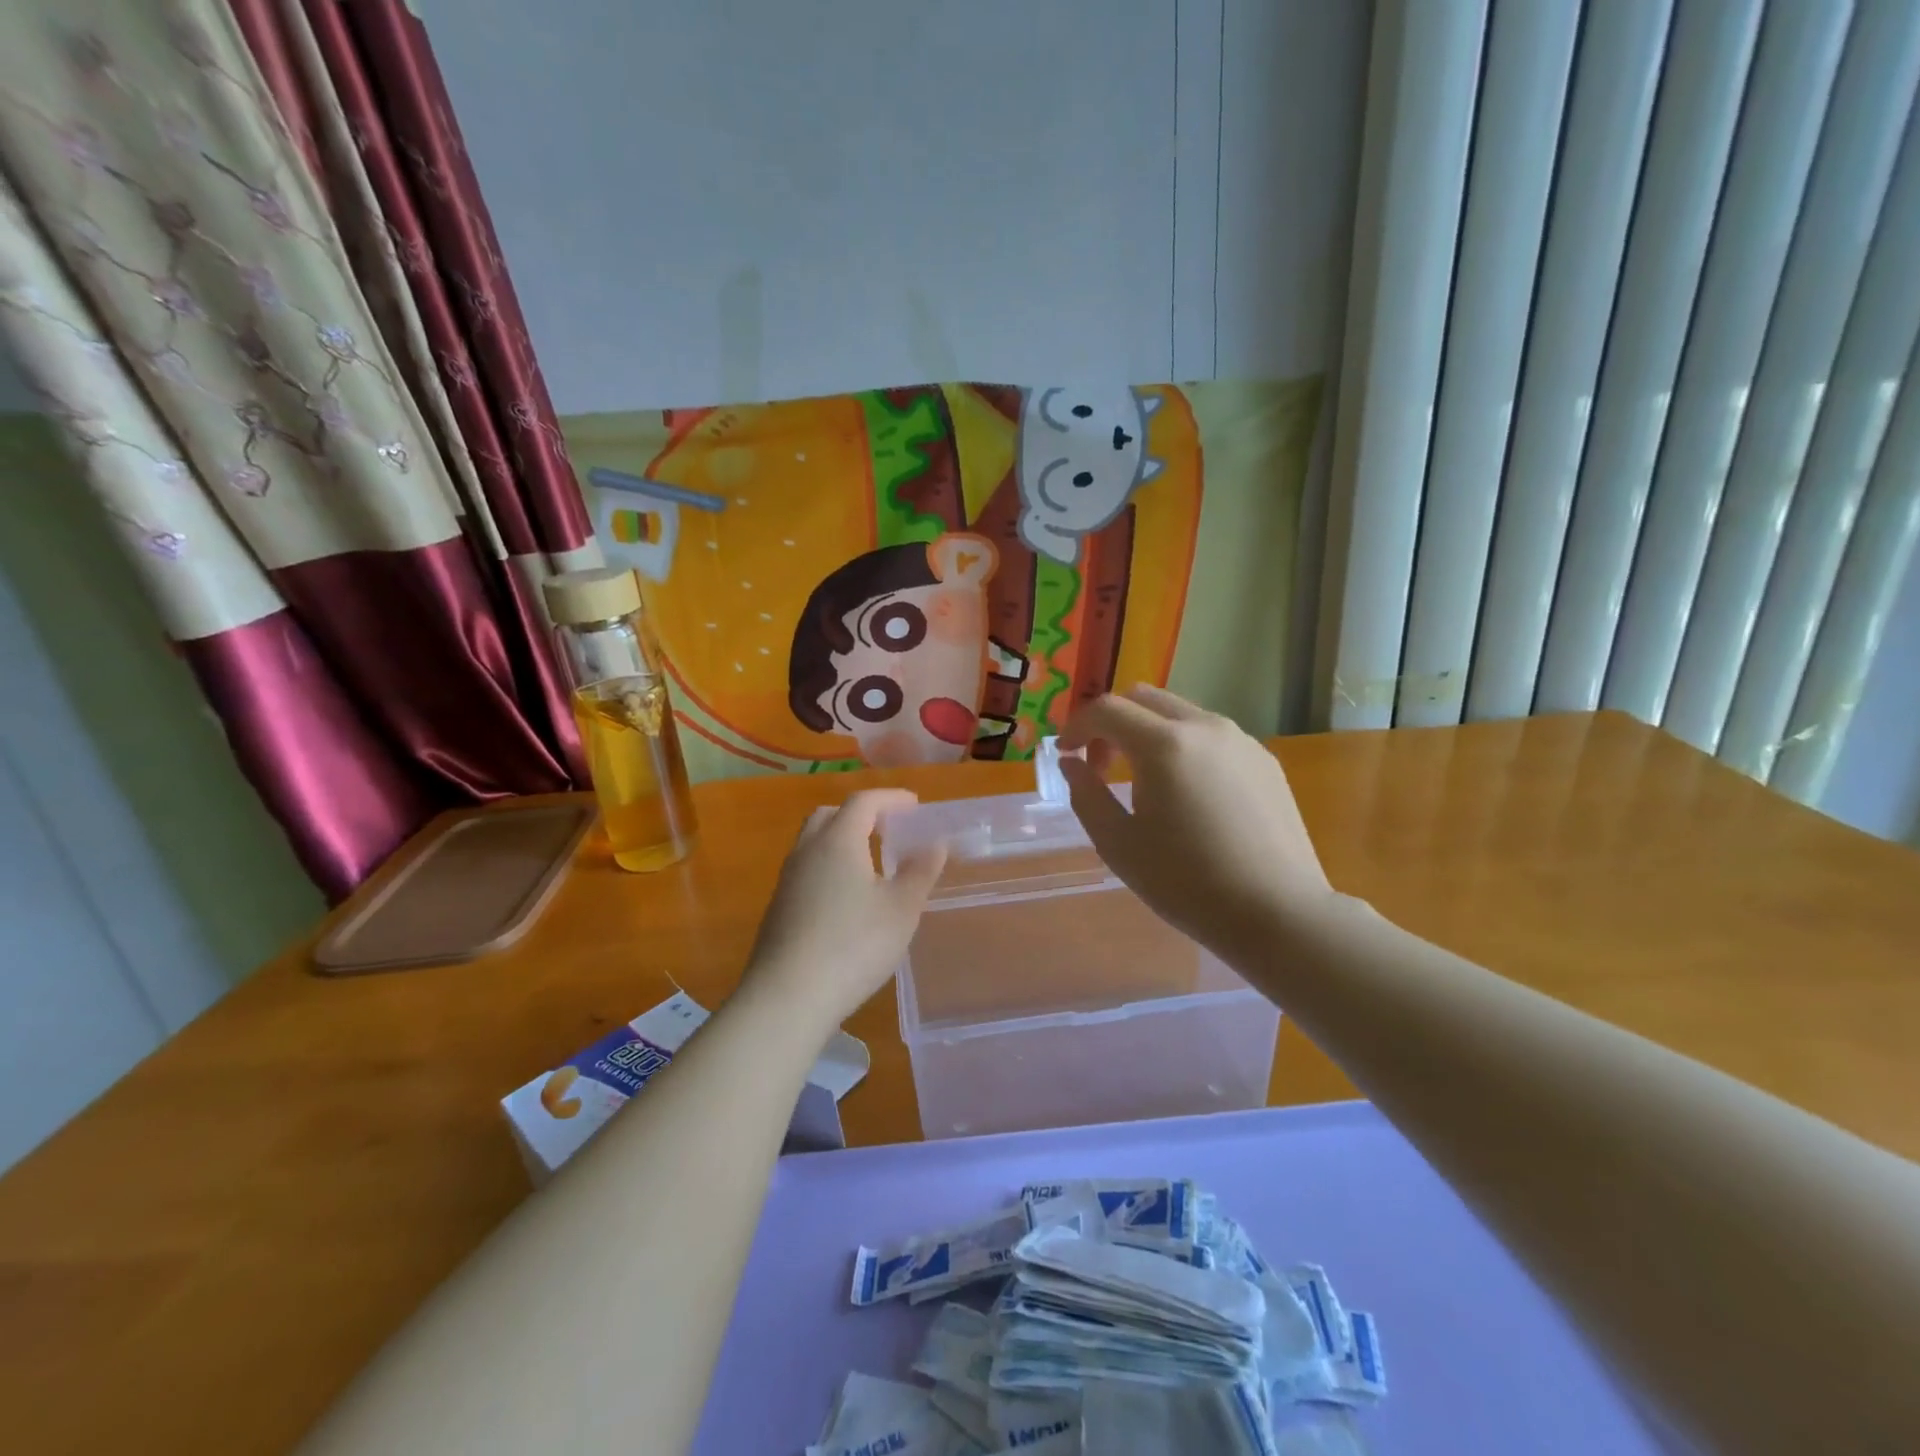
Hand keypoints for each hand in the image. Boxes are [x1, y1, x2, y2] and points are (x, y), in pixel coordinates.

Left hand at [743, 789, 946, 1028]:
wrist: (787, 997)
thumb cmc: (854, 945)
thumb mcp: (901, 909)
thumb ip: (920, 872)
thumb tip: (935, 843)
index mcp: (838, 840)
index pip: (863, 802)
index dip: (890, 798)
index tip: (914, 805)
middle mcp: (807, 851)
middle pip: (830, 815)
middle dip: (861, 814)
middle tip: (888, 829)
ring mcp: (787, 880)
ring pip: (813, 842)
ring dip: (842, 840)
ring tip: (871, 863)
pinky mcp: (778, 908)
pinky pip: (806, 869)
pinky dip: (829, 866)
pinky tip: (846, 898)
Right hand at [1059, 686, 1334, 956]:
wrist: (1277, 913)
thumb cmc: (1187, 883)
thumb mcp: (1118, 845)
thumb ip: (1086, 795)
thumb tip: (1071, 764)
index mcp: (1164, 745)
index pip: (1107, 709)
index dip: (1077, 726)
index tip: (1065, 754)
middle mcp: (1205, 727)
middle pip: (1144, 699)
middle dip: (1112, 722)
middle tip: (1100, 765)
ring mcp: (1241, 740)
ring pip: (1180, 714)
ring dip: (1148, 733)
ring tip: (1144, 782)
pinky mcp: (1264, 760)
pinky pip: (1211, 737)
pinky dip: (1184, 747)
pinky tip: (1187, 795)